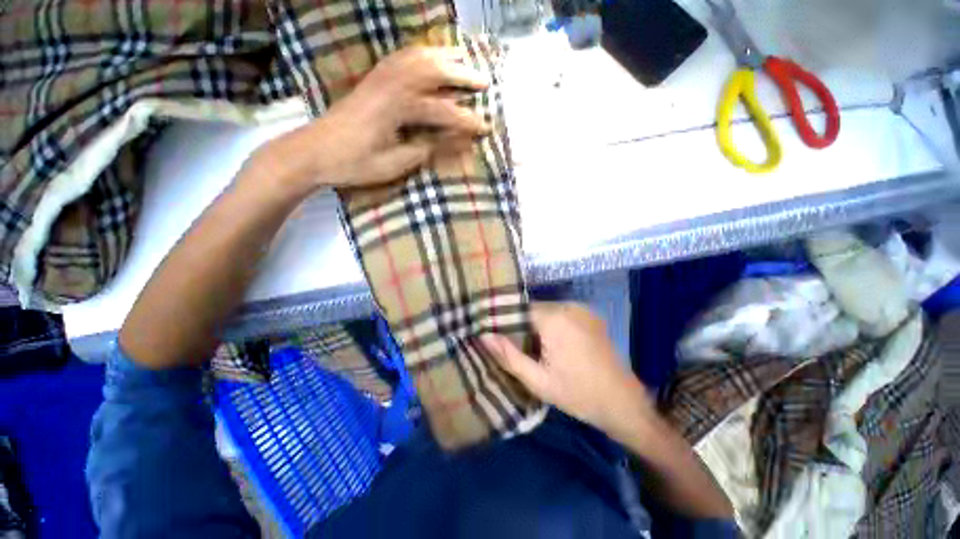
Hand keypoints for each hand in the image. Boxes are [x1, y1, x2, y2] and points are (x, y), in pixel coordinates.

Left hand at [273, 46, 490, 190]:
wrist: (312, 152)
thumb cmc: (353, 163)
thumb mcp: (393, 165)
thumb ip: (423, 151)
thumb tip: (451, 143)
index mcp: (396, 109)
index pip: (441, 111)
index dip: (466, 120)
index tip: (485, 127)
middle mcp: (389, 86)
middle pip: (432, 71)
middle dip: (461, 74)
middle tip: (484, 80)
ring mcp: (378, 79)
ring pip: (416, 57)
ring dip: (443, 56)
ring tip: (463, 57)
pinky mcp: (371, 80)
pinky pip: (399, 58)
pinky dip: (419, 54)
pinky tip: (429, 57)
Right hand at [481, 302, 653, 437]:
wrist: (623, 403)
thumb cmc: (578, 394)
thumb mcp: (538, 381)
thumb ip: (508, 356)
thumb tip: (484, 335)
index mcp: (554, 318)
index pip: (518, 309)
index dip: (506, 323)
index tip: (498, 338)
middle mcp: (568, 306)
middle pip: (532, 309)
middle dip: (521, 326)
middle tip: (517, 348)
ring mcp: (582, 309)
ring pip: (546, 311)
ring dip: (536, 326)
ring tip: (534, 349)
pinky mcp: (590, 316)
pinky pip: (561, 314)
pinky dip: (552, 325)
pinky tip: (554, 346)